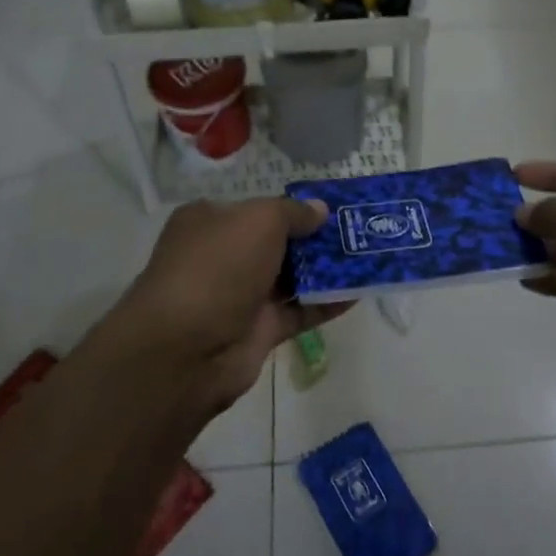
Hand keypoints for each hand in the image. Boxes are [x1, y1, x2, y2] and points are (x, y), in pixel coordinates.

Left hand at [107, 197, 349, 416]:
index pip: (255, 209)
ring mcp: (240, 296)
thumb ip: (294, 212)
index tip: (330, 207)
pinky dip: (327, 303)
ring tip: (368, 256)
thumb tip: (320, 210)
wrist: (187, 348)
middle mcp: (222, 257)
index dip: (291, 207)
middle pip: (276, 243)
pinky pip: (299, 311)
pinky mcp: (258, 331)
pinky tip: (359, 291)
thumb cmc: (218, 266)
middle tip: (358, 230)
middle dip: (314, 238)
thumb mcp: (259, 220)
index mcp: (209, 222)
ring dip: (326, 269)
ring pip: (291, 277)